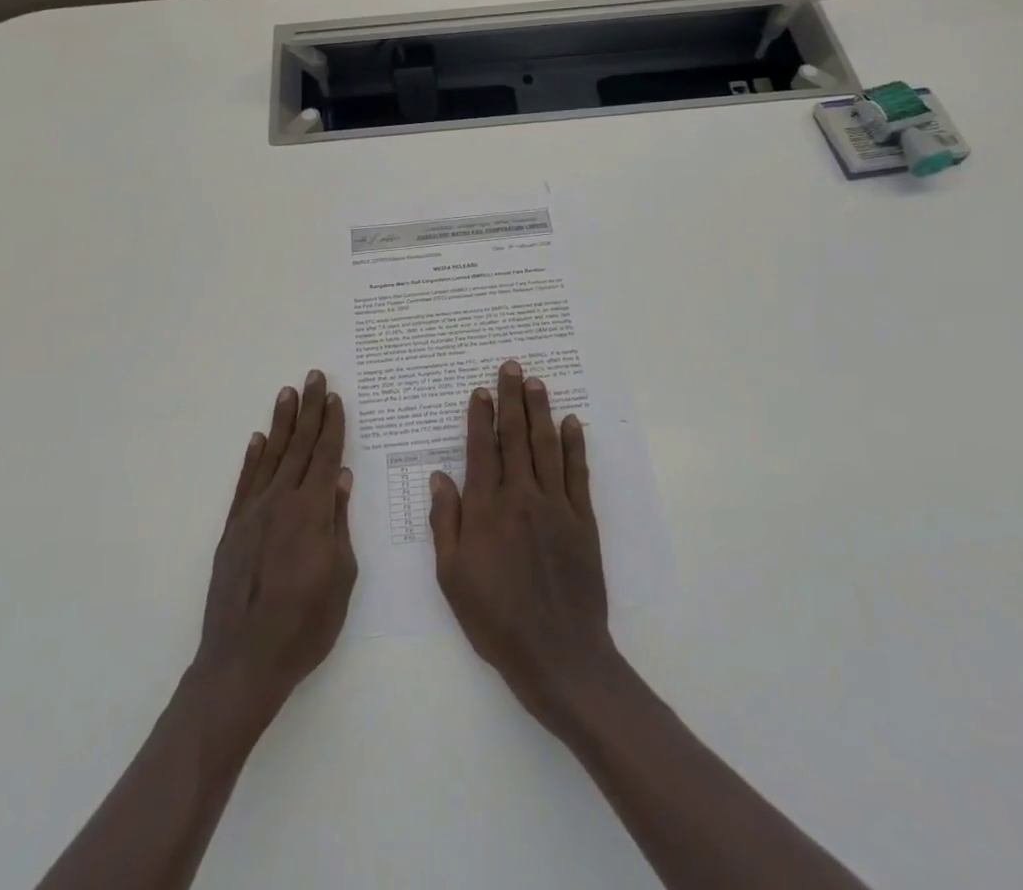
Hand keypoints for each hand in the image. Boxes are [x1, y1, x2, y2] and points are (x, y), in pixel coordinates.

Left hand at [195, 369, 356, 727]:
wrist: (243, 661)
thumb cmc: (305, 625)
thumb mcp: (341, 577)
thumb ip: (340, 523)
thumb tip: (342, 479)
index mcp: (312, 511)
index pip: (325, 456)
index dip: (332, 425)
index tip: (335, 397)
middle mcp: (281, 501)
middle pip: (299, 446)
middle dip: (309, 410)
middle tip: (313, 377)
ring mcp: (253, 513)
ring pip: (271, 456)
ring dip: (281, 423)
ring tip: (288, 393)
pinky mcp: (233, 529)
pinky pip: (245, 483)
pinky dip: (253, 458)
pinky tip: (258, 440)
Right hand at [430, 360, 619, 730]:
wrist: (558, 655)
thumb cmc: (495, 619)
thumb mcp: (452, 577)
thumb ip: (445, 522)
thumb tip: (439, 476)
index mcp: (487, 509)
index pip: (482, 449)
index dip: (480, 417)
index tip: (480, 390)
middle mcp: (521, 496)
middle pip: (516, 437)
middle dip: (512, 399)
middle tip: (511, 366)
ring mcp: (556, 506)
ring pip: (546, 446)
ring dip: (540, 410)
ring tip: (536, 382)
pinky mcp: (583, 520)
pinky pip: (578, 473)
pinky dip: (575, 445)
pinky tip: (571, 423)